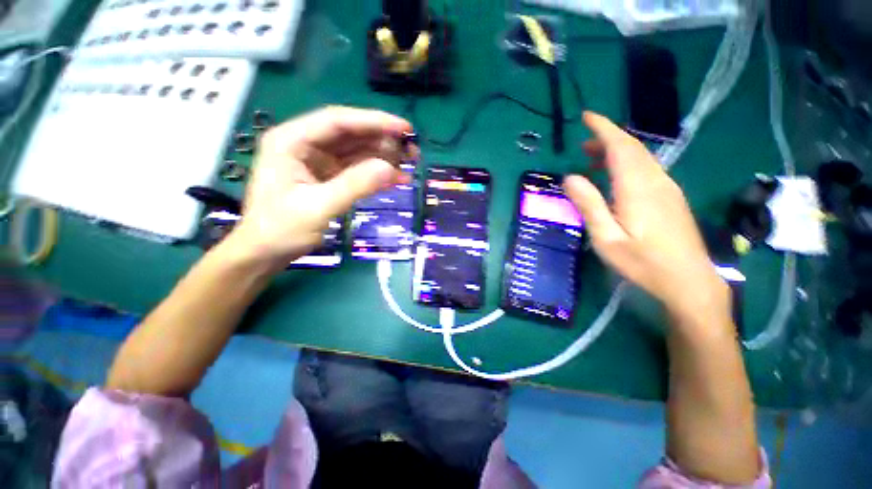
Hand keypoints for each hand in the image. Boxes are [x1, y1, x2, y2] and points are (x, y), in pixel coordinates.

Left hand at [229, 106, 411, 269]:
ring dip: (384, 156)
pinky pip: (357, 169)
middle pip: (350, 134)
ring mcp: (318, 161)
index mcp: (292, 141)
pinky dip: (377, 173)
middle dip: (383, 140)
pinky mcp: (329, 177)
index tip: (404, 128)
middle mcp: (305, 145)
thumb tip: (391, 169)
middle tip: (412, 150)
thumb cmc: (281, 230)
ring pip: (357, 151)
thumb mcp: (318, 207)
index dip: (373, 121)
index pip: (338, 121)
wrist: (265, 253)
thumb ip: (354, 186)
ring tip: (410, 164)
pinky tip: (396, 178)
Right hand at [564, 112, 728, 321]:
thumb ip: (589, 205)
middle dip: (607, 138)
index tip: (587, 116)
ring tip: (592, 160)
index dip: (603, 128)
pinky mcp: (670, 197)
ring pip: (641, 158)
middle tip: (582, 145)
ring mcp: (667, 188)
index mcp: (638, 188)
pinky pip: (646, 170)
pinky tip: (614, 179)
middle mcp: (656, 181)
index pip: (621, 146)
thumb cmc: (643, 262)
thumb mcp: (606, 238)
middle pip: (632, 148)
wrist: (689, 281)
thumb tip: (570, 177)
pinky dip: (627, 164)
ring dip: (616, 152)